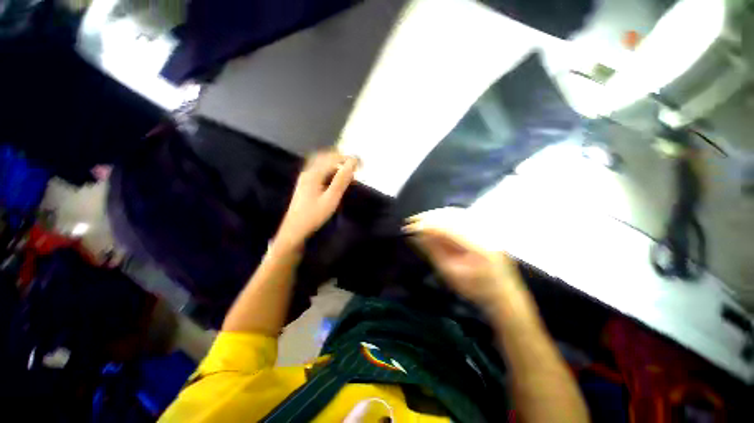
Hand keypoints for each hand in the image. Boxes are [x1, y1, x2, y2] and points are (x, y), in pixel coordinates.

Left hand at [275, 151, 358, 250]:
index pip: (334, 159)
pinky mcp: (305, 184)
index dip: (348, 159)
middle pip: (326, 157)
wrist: (294, 229)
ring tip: (349, 171)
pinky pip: (319, 171)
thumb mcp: (331, 199)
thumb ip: (341, 180)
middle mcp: (308, 172)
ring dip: (336, 164)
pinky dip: (330, 171)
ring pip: (322, 164)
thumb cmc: (314, 215)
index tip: (361, 163)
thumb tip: (352, 163)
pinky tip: (336, 179)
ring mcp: (305, 177)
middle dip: (342, 159)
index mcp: (314, 174)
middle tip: (356, 165)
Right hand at [403, 207, 521, 309]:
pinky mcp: (483, 226)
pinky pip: (461, 215)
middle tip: (411, 222)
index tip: (409, 227)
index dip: (426, 225)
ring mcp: (485, 227)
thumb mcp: (450, 273)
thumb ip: (433, 251)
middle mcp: (484, 231)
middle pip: (451, 215)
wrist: (502, 292)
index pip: (447, 227)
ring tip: (419, 220)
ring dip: (435, 215)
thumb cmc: (475, 289)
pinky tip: (434, 219)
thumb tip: (416, 234)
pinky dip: (444, 216)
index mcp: (478, 246)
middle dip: (428, 217)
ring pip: (455, 212)